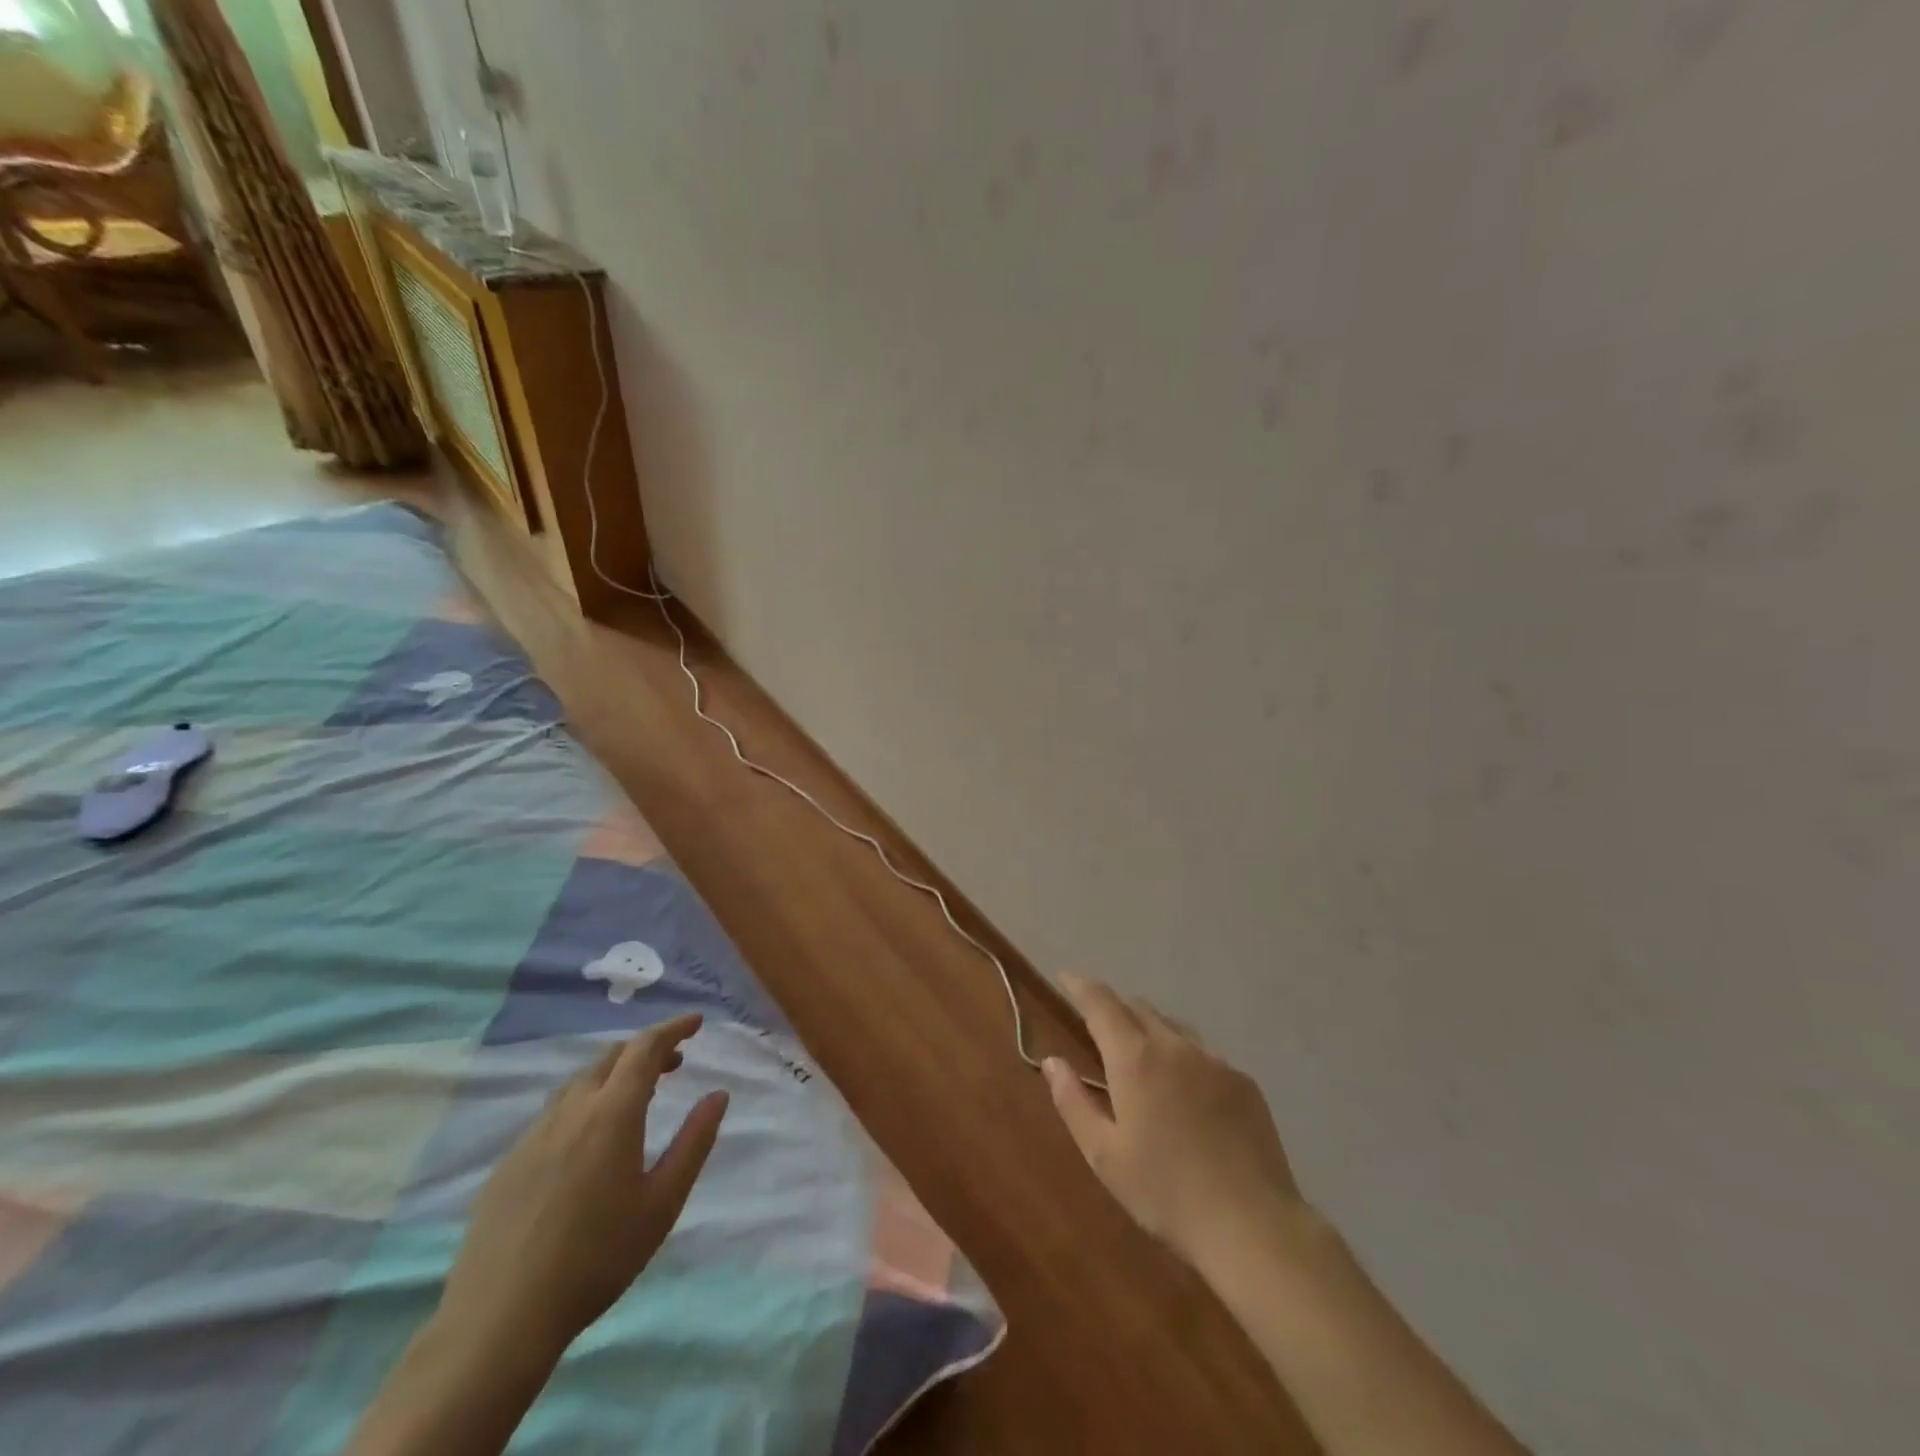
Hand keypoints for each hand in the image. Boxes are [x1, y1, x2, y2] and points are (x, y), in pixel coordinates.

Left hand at [438, 1014, 728, 1361]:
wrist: (499, 1320)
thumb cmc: (597, 1258)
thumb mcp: (662, 1202)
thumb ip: (694, 1142)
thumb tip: (718, 1095)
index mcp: (613, 1113)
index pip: (645, 1048)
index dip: (673, 1028)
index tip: (697, 1022)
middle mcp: (571, 1111)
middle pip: (611, 1057)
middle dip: (646, 1050)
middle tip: (676, 1063)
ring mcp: (533, 1135)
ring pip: (579, 1082)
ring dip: (614, 1074)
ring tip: (636, 1096)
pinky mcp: (508, 1163)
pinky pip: (554, 1112)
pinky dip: (584, 1102)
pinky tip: (588, 1140)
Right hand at [1044, 973, 1308, 1268]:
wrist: (1253, 1226)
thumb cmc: (1165, 1193)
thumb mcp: (1104, 1155)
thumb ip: (1073, 1101)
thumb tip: (1051, 1061)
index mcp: (1135, 1058)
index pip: (1101, 1003)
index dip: (1080, 985)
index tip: (1066, 976)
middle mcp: (1174, 1046)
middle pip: (1138, 1008)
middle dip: (1114, 1009)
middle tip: (1099, 1030)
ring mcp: (1214, 1061)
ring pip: (1173, 1027)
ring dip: (1150, 1030)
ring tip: (1142, 1059)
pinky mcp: (1244, 1081)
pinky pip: (1204, 1054)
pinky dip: (1183, 1058)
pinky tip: (1187, 1093)